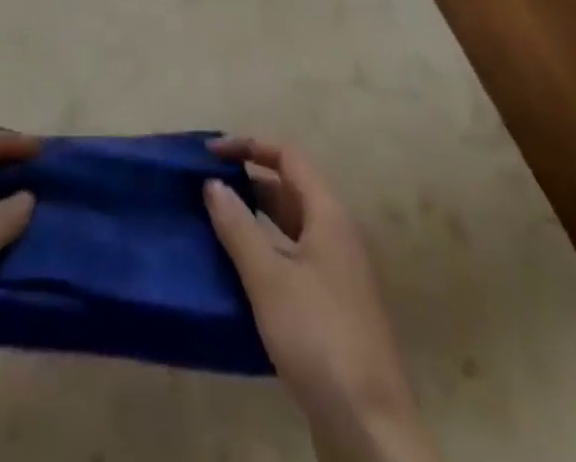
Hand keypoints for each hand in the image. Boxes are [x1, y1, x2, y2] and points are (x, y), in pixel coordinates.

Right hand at [205, 138, 438, 461]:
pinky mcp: (330, 309)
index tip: (210, 153)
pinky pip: (291, 260)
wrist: (371, 429)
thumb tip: (213, 183)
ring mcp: (336, 275)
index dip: (249, 145)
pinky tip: (235, 270)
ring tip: (211, 222)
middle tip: (204, 186)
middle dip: (247, 181)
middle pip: (289, 189)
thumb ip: (238, 226)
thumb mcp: (269, 278)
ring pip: (289, 228)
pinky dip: (263, 253)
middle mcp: (336, 236)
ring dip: (253, 218)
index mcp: (328, 216)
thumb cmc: (319, 337)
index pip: (288, 156)